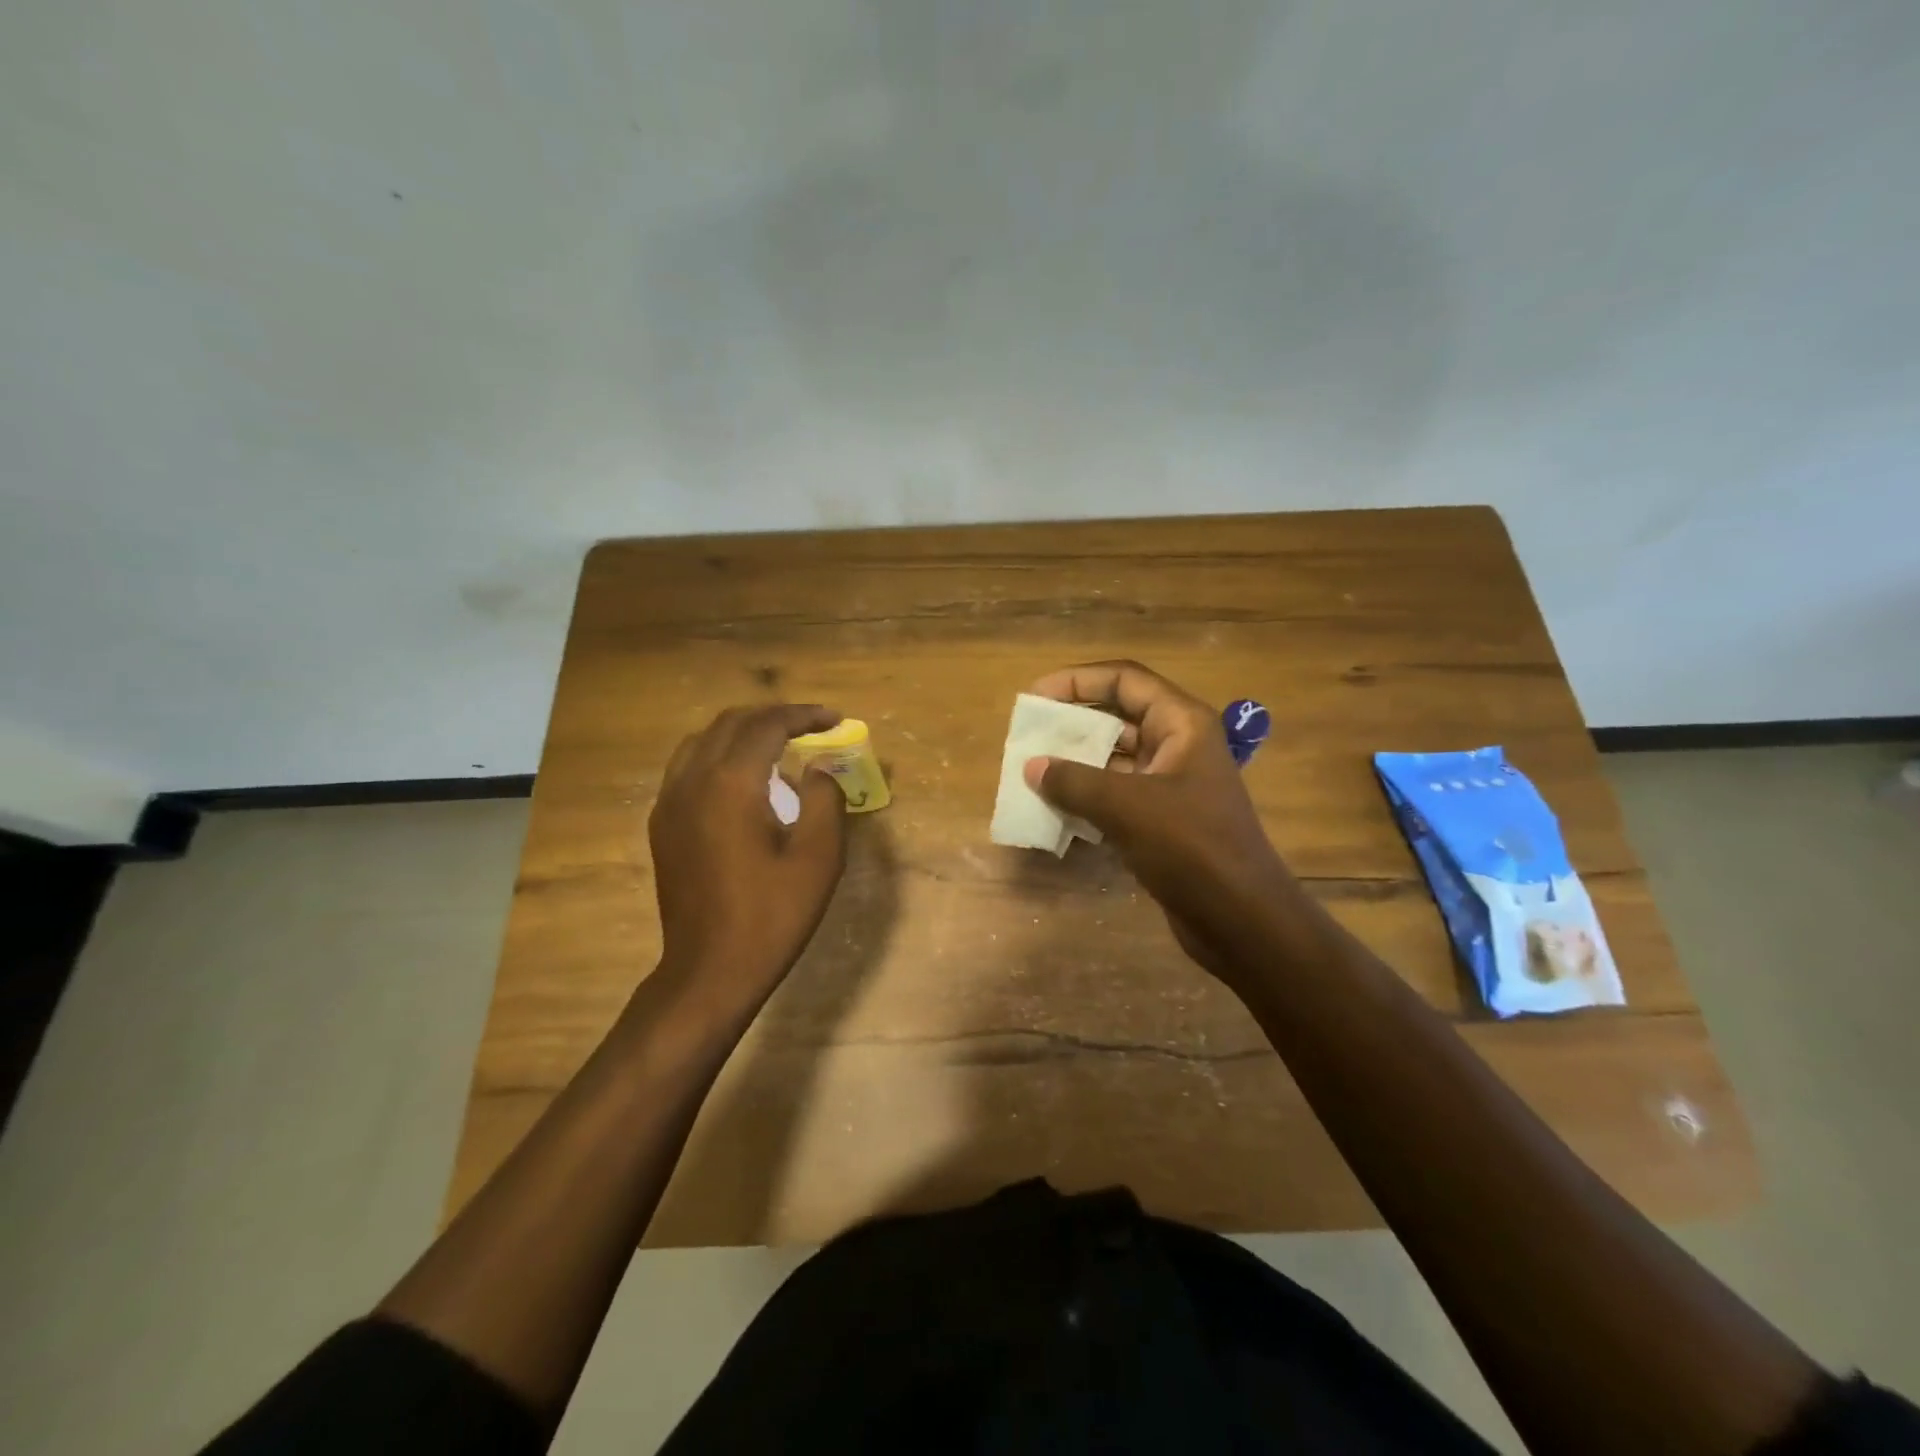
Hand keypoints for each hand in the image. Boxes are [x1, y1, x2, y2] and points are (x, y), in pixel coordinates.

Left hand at [648, 705, 847, 1011]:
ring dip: (743, 731)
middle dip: (774, 716)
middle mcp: (692, 780)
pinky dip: (719, 755)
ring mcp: (669, 802)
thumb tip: (819, 766)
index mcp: (731, 784)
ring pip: (703, 740)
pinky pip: (687, 767)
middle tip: (811, 726)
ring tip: (778, 744)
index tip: (835, 718)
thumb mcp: (818, 857)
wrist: (710, 969)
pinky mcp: (662, 824)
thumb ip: (825, 798)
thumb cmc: (773, 914)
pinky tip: (743, 779)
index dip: (804, 716)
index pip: (767, 726)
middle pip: (731, 723)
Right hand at [1023, 661, 1298, 986]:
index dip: (1078, 681)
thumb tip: (1031, 767)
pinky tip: (1053, 808)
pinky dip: (1086, 796)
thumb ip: (1074, 781)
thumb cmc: (1191, 847)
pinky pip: (1116, 794)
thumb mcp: (1126, 807)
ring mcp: (1171, 784)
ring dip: (1075, 763)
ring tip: (1032, 771)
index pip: (1125, 680)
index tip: (1035, 696)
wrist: (1240, 919)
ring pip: (1114, 759)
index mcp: (1181, 724)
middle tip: (1027, 735)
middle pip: (1117, 717)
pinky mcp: (1162, 819)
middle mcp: (1178, 745)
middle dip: (1072, 723)